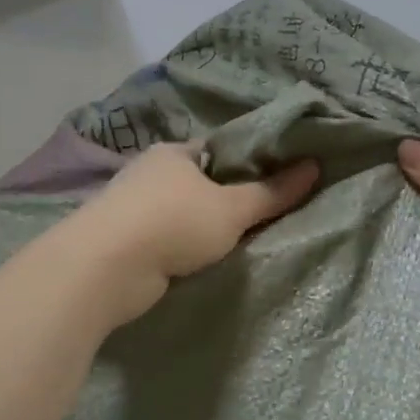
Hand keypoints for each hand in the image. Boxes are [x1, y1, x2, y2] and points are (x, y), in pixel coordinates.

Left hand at [61, 143, 318, 327]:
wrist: (104, 268)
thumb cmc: (173, 223)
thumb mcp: (232, 208)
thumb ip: (272, 192)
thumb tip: (314, 166)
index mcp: (175, 152)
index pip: (219, 151)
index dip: (248, 164)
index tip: (276, 183)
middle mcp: (150, 173)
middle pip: (200, 183)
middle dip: (226, 200)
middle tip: (264, 218)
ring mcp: (132, 208)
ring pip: (182, 213)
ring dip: (202, 228)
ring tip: (239, 244)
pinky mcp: (123, 242)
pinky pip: (167, 239)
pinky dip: (183, 248)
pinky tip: (202, 262)